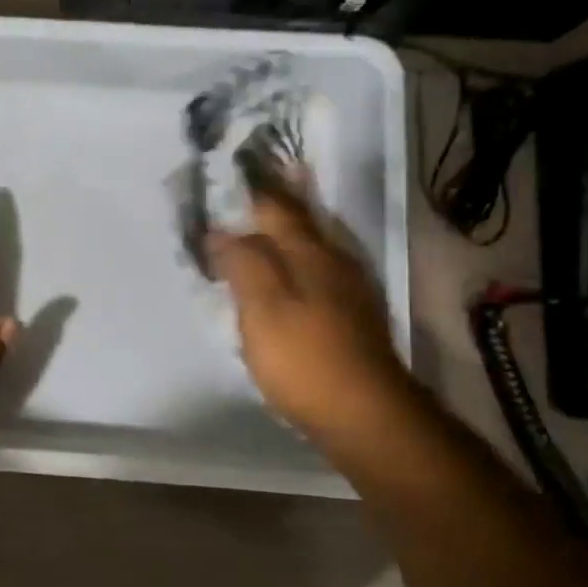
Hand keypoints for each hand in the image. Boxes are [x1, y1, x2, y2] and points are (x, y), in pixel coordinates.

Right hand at [209, 182, 413, 447]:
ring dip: (286, 232)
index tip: (229, 171)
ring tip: (262, 223)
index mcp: (309, 253)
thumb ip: (242, 263)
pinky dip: (297, 262)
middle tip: (250, 183)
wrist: (365, 415)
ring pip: (311, 247)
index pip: (276, 207)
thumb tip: (222, 231)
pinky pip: (318, 273)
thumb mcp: (262, 308)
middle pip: (301, 222)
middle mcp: (334, 262)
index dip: (252, 189)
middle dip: (275, 201)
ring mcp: (349, 290)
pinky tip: (289, 274)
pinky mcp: (352, 318)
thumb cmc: (304, 358)